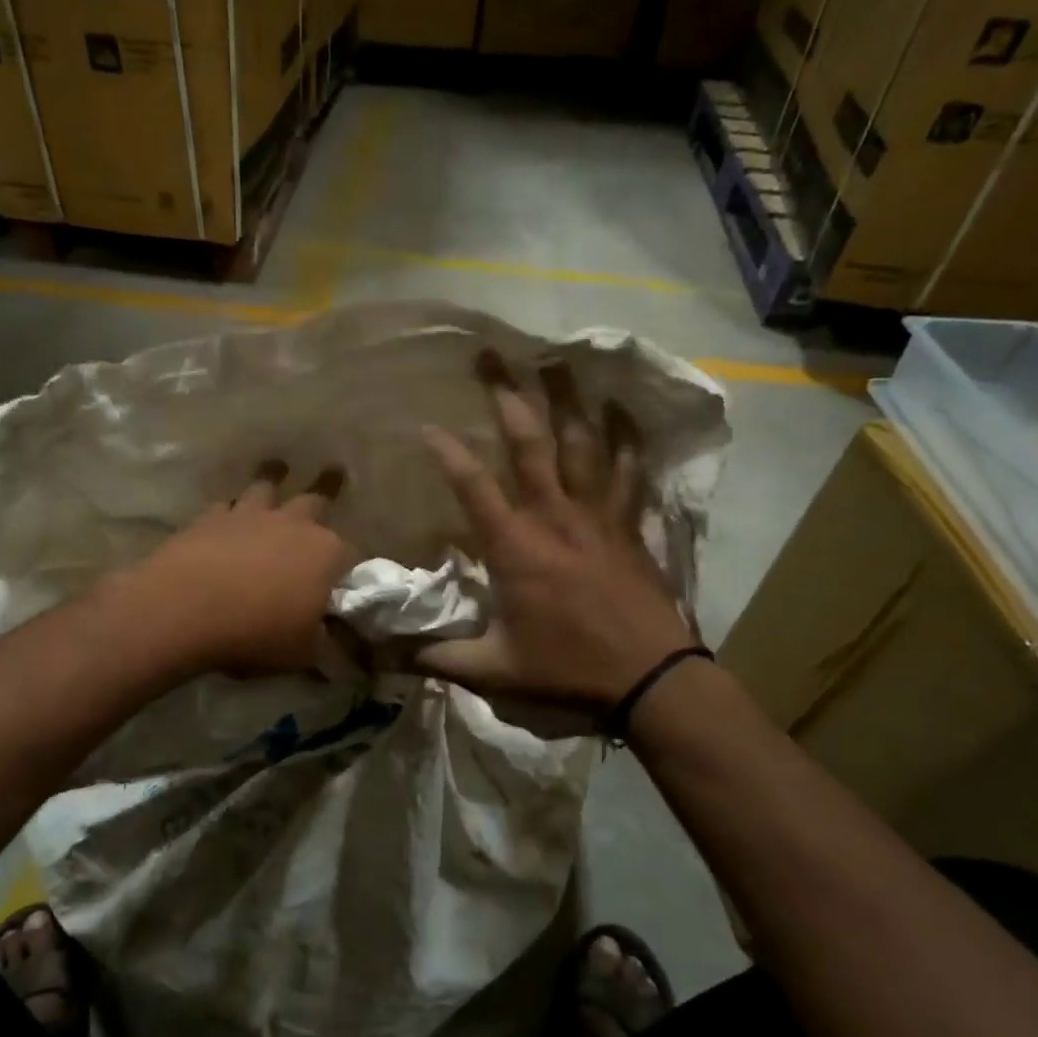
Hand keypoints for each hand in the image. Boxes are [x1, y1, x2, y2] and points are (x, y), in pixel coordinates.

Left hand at [125, 460, 355, 676]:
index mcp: (326, 553)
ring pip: (267, 487)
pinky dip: (231, 511)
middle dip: (327, 488)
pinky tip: (227, 516)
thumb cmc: (256, 632)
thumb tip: (335, 642)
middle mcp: (293, 524)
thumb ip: (324, 641)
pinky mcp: (210, 518)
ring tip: (277, 468)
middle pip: (316, 500)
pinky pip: (226, 507)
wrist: (184, 609)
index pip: (352, 554)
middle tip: (335, 472)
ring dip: (274, 480)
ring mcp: (250, 515)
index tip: (346, 576)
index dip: (350, 566)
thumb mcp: (303, 652)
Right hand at [418, 353, 695, 711]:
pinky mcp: (627, 524)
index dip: (447, 452)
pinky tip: (621, 408)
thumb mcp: (494, 670)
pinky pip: (627, 470)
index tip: (427, 424)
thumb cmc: (569, 670)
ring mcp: (596, 515)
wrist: (651, 678)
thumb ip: (438, 656)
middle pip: (530, 444)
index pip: (473, 486)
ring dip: (567, 401)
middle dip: (508, 398)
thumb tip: (386, 653)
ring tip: (557, 361)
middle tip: (494, 358)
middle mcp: (554, 516)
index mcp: (515, 547)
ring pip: (581, 445)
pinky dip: (624, 438)